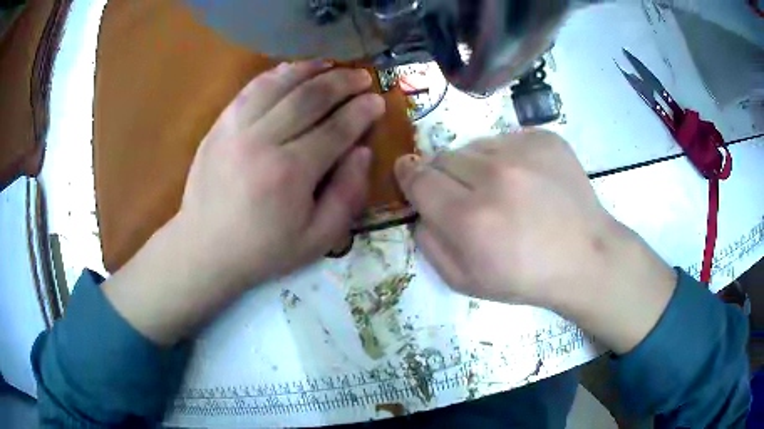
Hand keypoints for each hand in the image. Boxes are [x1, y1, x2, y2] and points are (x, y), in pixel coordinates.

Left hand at [104, 62, 384, 343]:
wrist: (204, 250)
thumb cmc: (263, 251)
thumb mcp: (318, 239)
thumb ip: (347, 194)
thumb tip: (363, 151)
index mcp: (290, 173)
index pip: (336, 129)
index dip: (362, 111)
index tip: (377, 101)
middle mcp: (262, 141)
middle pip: (310, 98)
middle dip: (342, 82)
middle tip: (362, 76)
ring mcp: (235, 129)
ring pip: (279, 84)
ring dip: (311, 69)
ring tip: (332, 65)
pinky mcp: (218, 126)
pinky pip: (251, 89)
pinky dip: (276, 75)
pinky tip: (292, 70)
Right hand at [395, 130, 676, 352]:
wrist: (585, 257)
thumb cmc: (525, 278)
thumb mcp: (464, 281)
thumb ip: (428, 244)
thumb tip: (419, 209)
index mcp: (470, 218)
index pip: (418, 178)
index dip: (409, 176)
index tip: (408, 174)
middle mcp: (494, 177)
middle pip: (442, 157)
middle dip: (444, 176)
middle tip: (466, 196)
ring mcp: (523, 151)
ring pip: (474, 145)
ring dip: (476, 165)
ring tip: (502, 190)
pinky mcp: (544, 138)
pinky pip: (506, 139)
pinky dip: (507, 157)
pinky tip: (527, 181)